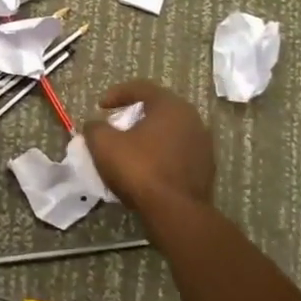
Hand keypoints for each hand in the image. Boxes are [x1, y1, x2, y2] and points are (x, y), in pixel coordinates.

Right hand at [82, 80, 215, 211]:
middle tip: (116, 125)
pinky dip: (161, 155)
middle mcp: (192, 119)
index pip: (142, 88)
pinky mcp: (206, 168)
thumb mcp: (104, 144)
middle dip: (134, 115)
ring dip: (149, 136)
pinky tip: (147, 169)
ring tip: (130, 149)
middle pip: (158, 109)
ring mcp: (203, 144)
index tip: (100, 106)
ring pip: (170, 132)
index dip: (117, 94)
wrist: (176, 212)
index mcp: (170, 106)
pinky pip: (178, 153)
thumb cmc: (140, 169)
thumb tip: (95, 125)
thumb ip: (95, 128)